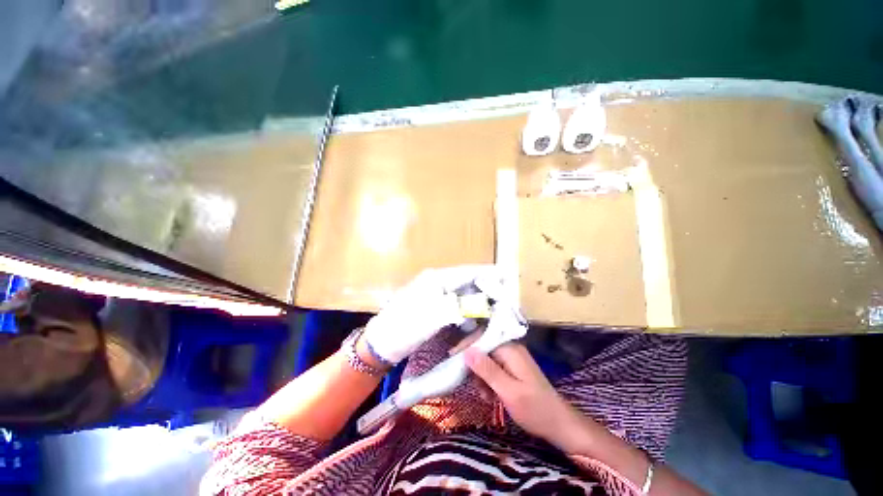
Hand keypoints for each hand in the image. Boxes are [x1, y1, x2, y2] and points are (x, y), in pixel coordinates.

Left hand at [363, 265, 501, 363]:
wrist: (379, 344)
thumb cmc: (404, 328)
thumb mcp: (432, 317)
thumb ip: (459, 307)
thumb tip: (482, 302)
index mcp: (436, 279)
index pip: (467, 272)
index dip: (487, 274)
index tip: (506, 278)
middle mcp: (435, 281)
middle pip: (466, 280)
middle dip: (484, 287)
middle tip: (502, 297)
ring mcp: (433, 292)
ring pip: (461, 291)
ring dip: (476, 298)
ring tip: (493, 306)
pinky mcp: (431, 304)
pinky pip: (454, 301)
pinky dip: (466, 306)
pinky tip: (474, 314)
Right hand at [465, 342, 585, 449]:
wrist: (560, 425)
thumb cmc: (535, 409)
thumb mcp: (508, 391)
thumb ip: (487, 370)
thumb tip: (467, 352)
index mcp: (510, 350)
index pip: (482, 338)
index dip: (466, 346)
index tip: (451, 358)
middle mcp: (511, 349)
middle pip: (484, 349)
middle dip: (474, 366)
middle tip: (470, 384)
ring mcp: (513, 359)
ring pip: (487, 360)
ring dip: (481, 376)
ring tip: (485, 396)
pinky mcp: (514, 369)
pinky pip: (495, 369)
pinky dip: (489, 381)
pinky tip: (491, 396)